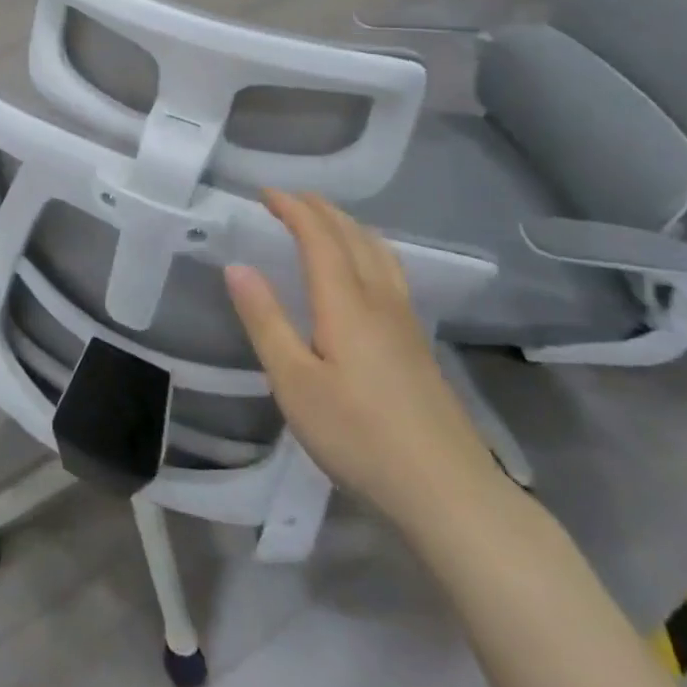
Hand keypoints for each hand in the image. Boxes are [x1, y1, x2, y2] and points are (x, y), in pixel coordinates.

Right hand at [224, 190, 502, 531]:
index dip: (293, 209)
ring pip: (379, 252)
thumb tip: (237, 266)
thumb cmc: (359, 436)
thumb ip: (265, 321)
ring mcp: (406, 323)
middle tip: (290, 198)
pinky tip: (365, 272)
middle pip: (353, 237)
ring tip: (326, 221)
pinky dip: (368, 249)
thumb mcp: (295, 382)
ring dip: (348, 225)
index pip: (319, 238)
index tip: (264, 192)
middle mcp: (380, 301)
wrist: (449, 494)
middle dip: (320, 210)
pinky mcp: (419, 345)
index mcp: (346, 304)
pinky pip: (390, 272)